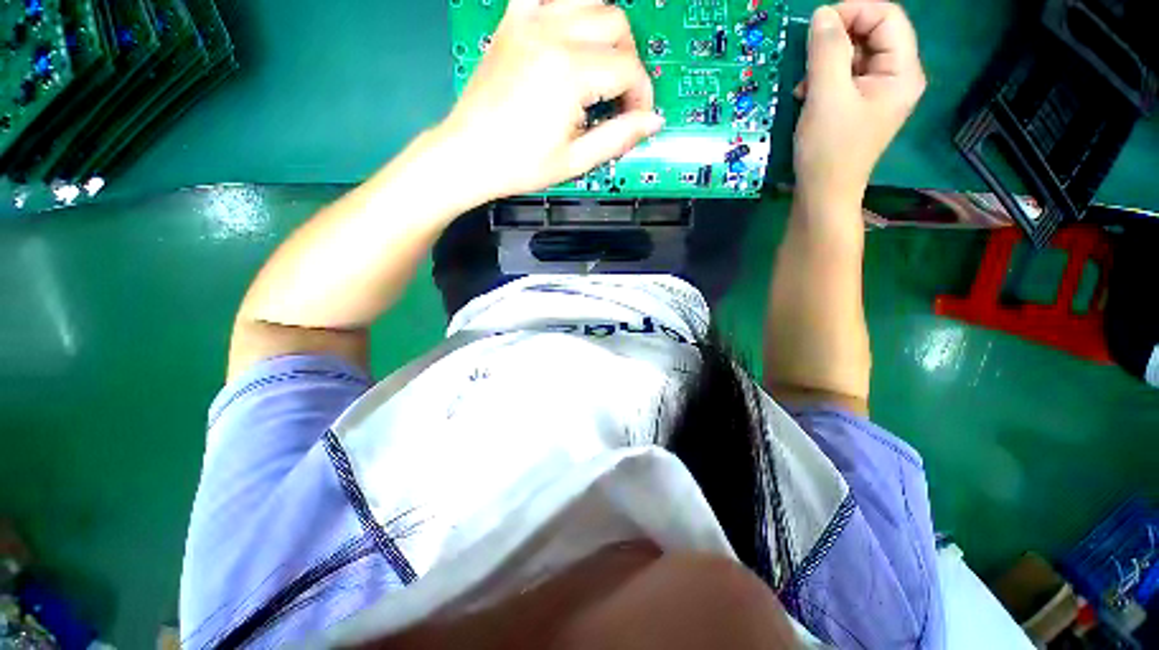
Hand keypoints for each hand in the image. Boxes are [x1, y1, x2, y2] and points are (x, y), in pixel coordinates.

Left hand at [439, 0, 663, 199]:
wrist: (468, 155)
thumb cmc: (519, 164)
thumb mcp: (574, 160)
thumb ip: (618, 137)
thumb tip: (653, 121)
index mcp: (570, 73)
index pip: (628, 68)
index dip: (642, 94)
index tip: (637, 118)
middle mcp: (552, 34)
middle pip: (615, 23)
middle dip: (629, 60)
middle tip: (619, 96)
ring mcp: (528, 22)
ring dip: (605, 26)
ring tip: (600, 63)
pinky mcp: (511, 23)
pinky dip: (564, 4)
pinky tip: (568, 28)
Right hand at [793, 1, 925, 206]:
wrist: (822, 195)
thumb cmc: (828, 150)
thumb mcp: (826, 97)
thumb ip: (827, 51)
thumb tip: (822, 14)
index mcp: (902, 71)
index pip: (887, 17)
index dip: (853, 12)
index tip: (817, 27)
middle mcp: (896, 76)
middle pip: (872, 34)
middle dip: (837, 41)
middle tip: (808, 62)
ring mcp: (878, 92)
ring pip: (856, 54)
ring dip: (826, 62)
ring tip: (805, 86)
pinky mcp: (860, 105)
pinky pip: (846, 76)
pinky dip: (824, 78)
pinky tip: (808, 95)